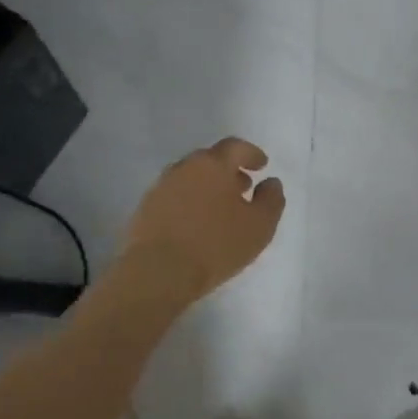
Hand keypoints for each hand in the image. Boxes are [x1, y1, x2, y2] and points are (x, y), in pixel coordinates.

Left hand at [122, 137, 285, 304]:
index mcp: (213, 164)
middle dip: (229, 170)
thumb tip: (271, 182)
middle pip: (210, 160)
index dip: (251, 154)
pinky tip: (196, 223)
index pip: (235, 147)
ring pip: (191, 178)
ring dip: (208, 186)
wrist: (158, 271)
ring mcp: (161, 186)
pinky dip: (189, 201)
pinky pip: (175, 196)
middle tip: (243, 187)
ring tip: (220, 208)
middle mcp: (185, 167)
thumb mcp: (259, 226)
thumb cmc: (216, 245)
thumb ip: (271, 199)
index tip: (262, 165)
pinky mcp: (146, 207)